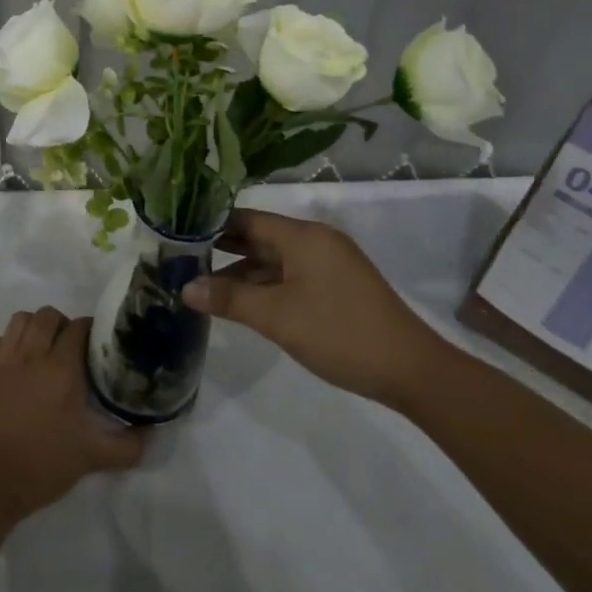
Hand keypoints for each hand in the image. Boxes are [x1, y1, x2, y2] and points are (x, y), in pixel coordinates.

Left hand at [0, 308, 147, 523]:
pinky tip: (17, 362)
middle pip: (48, 315)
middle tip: (71, 349)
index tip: (97, 347)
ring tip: (43, 348)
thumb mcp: (92, 457)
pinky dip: (10, 342)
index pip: (79, 327)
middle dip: (63, 324)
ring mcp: (4, 359)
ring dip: (35, 326)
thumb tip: (153, 434)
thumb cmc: (43, 464)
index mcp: (61, 367)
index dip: (91, 331)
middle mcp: (32, 354)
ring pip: (21, 320)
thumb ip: (128, 445)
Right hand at [183, 208, 448, 407]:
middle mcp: (315, 241)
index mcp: (302, 236)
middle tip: (183, 261)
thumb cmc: (340, 333)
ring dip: (243, 272)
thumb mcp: (278, 317)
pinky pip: (291, 275)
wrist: (413, 371)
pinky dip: (266, 285)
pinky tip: (243, 302)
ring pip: (275, 259)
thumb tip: (186, 287)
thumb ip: (230, 298)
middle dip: (223, 249)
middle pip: (260, 237)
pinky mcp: (337, 286)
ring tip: (204, 286)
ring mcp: (329, 264)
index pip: (246, 219)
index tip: (178, 237)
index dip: (211, 226)